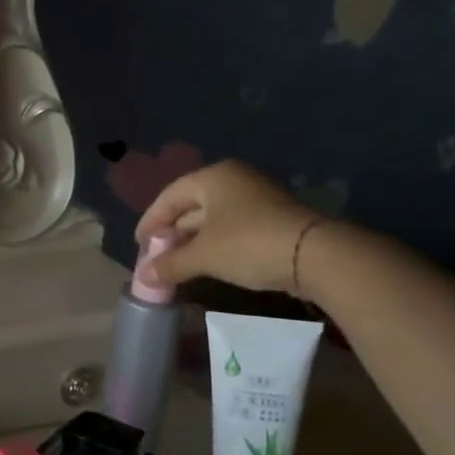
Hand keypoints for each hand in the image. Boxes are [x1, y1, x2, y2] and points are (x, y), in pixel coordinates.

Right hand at [135, 159, 327, 295]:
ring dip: (192, 240)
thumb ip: (170, 264)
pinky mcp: (272, 218)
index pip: (170, 196)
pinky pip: (231, 227)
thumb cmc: (248, 244)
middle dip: (171, 232)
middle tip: (157, 255)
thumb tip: (144, 277)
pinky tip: (205, 262)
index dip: (150, 221)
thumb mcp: (203, 256)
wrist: (315, 255)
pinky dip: (213, 243)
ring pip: (212, 218)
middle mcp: (234, 180)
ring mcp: (256, 198)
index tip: (139, 244)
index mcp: (214, 177)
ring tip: (177, 263)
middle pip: (191, 205)